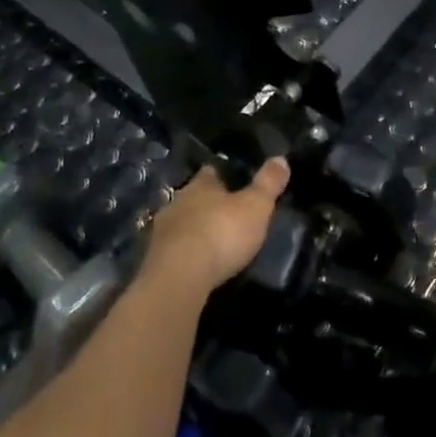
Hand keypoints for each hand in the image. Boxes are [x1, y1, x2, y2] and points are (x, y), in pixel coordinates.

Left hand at [142, 158, 289, 294]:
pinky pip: (173, 251)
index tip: (231, 180)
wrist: (178, 278)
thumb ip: (268, 183)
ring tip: (211, 241)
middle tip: (224, 213)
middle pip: (193, 197)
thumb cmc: (221, 233)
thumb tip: (281, 158)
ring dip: (193, 230)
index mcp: (200, 185)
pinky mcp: (154, 262)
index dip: (221, 175)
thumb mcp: (256, 206)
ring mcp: (161, 233)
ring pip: (181, 224)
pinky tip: (196, 264)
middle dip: (206, 204)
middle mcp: (177, 202)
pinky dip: (184, 255)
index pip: (210, 172)